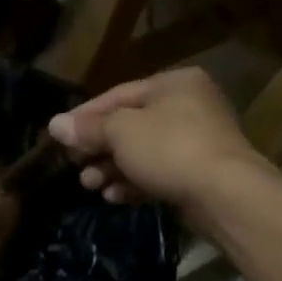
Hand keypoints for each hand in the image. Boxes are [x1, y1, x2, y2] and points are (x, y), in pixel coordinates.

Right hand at [48, 67, 271, 223]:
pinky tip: (114, 197)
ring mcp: (199, 141)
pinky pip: (160, 172)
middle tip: (74, 165)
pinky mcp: (202, 173)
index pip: (117, 94)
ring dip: (112, 168)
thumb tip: (55, 124)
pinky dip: (135, 182)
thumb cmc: (169, 148)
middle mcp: (189, 105)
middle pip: (130, 124)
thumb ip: (88, 128)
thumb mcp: (120, 132)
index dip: (85, 116)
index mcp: (173, 83)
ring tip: (90, 185)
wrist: (226, 195)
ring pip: (144, 151)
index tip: (59, 136)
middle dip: (98, 147)